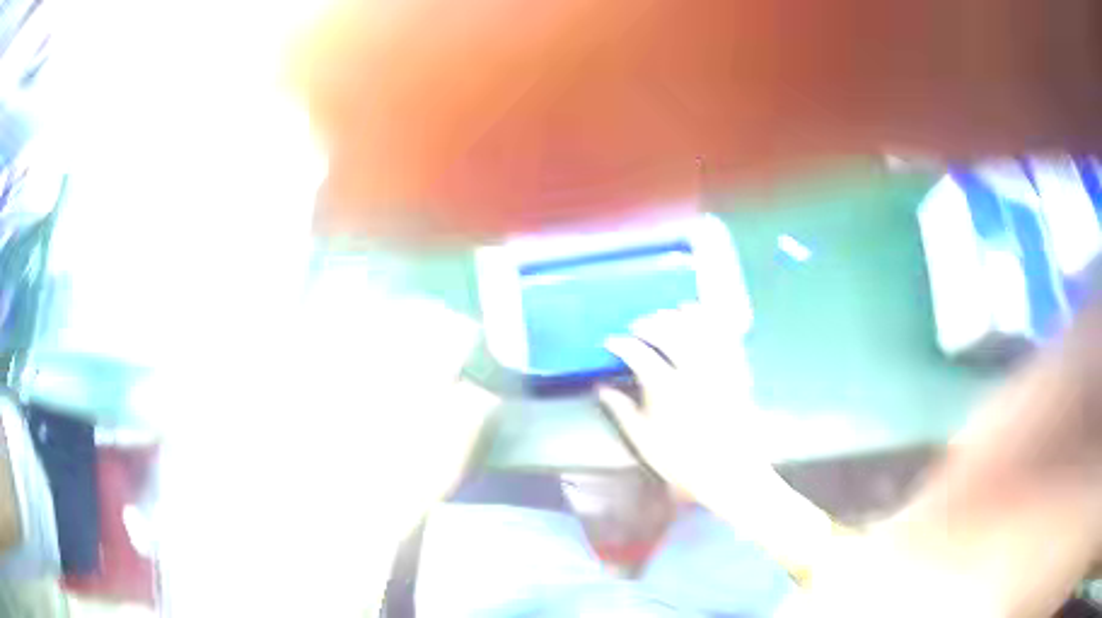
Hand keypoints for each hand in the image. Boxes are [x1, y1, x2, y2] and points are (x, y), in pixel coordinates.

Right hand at [598, 304, 778, 507]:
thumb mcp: (644, 441)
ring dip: (680, 316)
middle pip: (670, 332)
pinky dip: (713, 321)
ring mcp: (719, 369)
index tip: (611, 342)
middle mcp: (693, 372)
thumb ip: (622, 411)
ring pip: (699, 328)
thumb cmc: (682, 461)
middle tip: (637, 326)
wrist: (729, 473)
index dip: (621, 344)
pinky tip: (703, 316)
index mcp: (667, 390)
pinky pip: (726, 336)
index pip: (638, 354)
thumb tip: (601, 387)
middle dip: (650, 323)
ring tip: (667, 313)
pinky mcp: (737, 371)